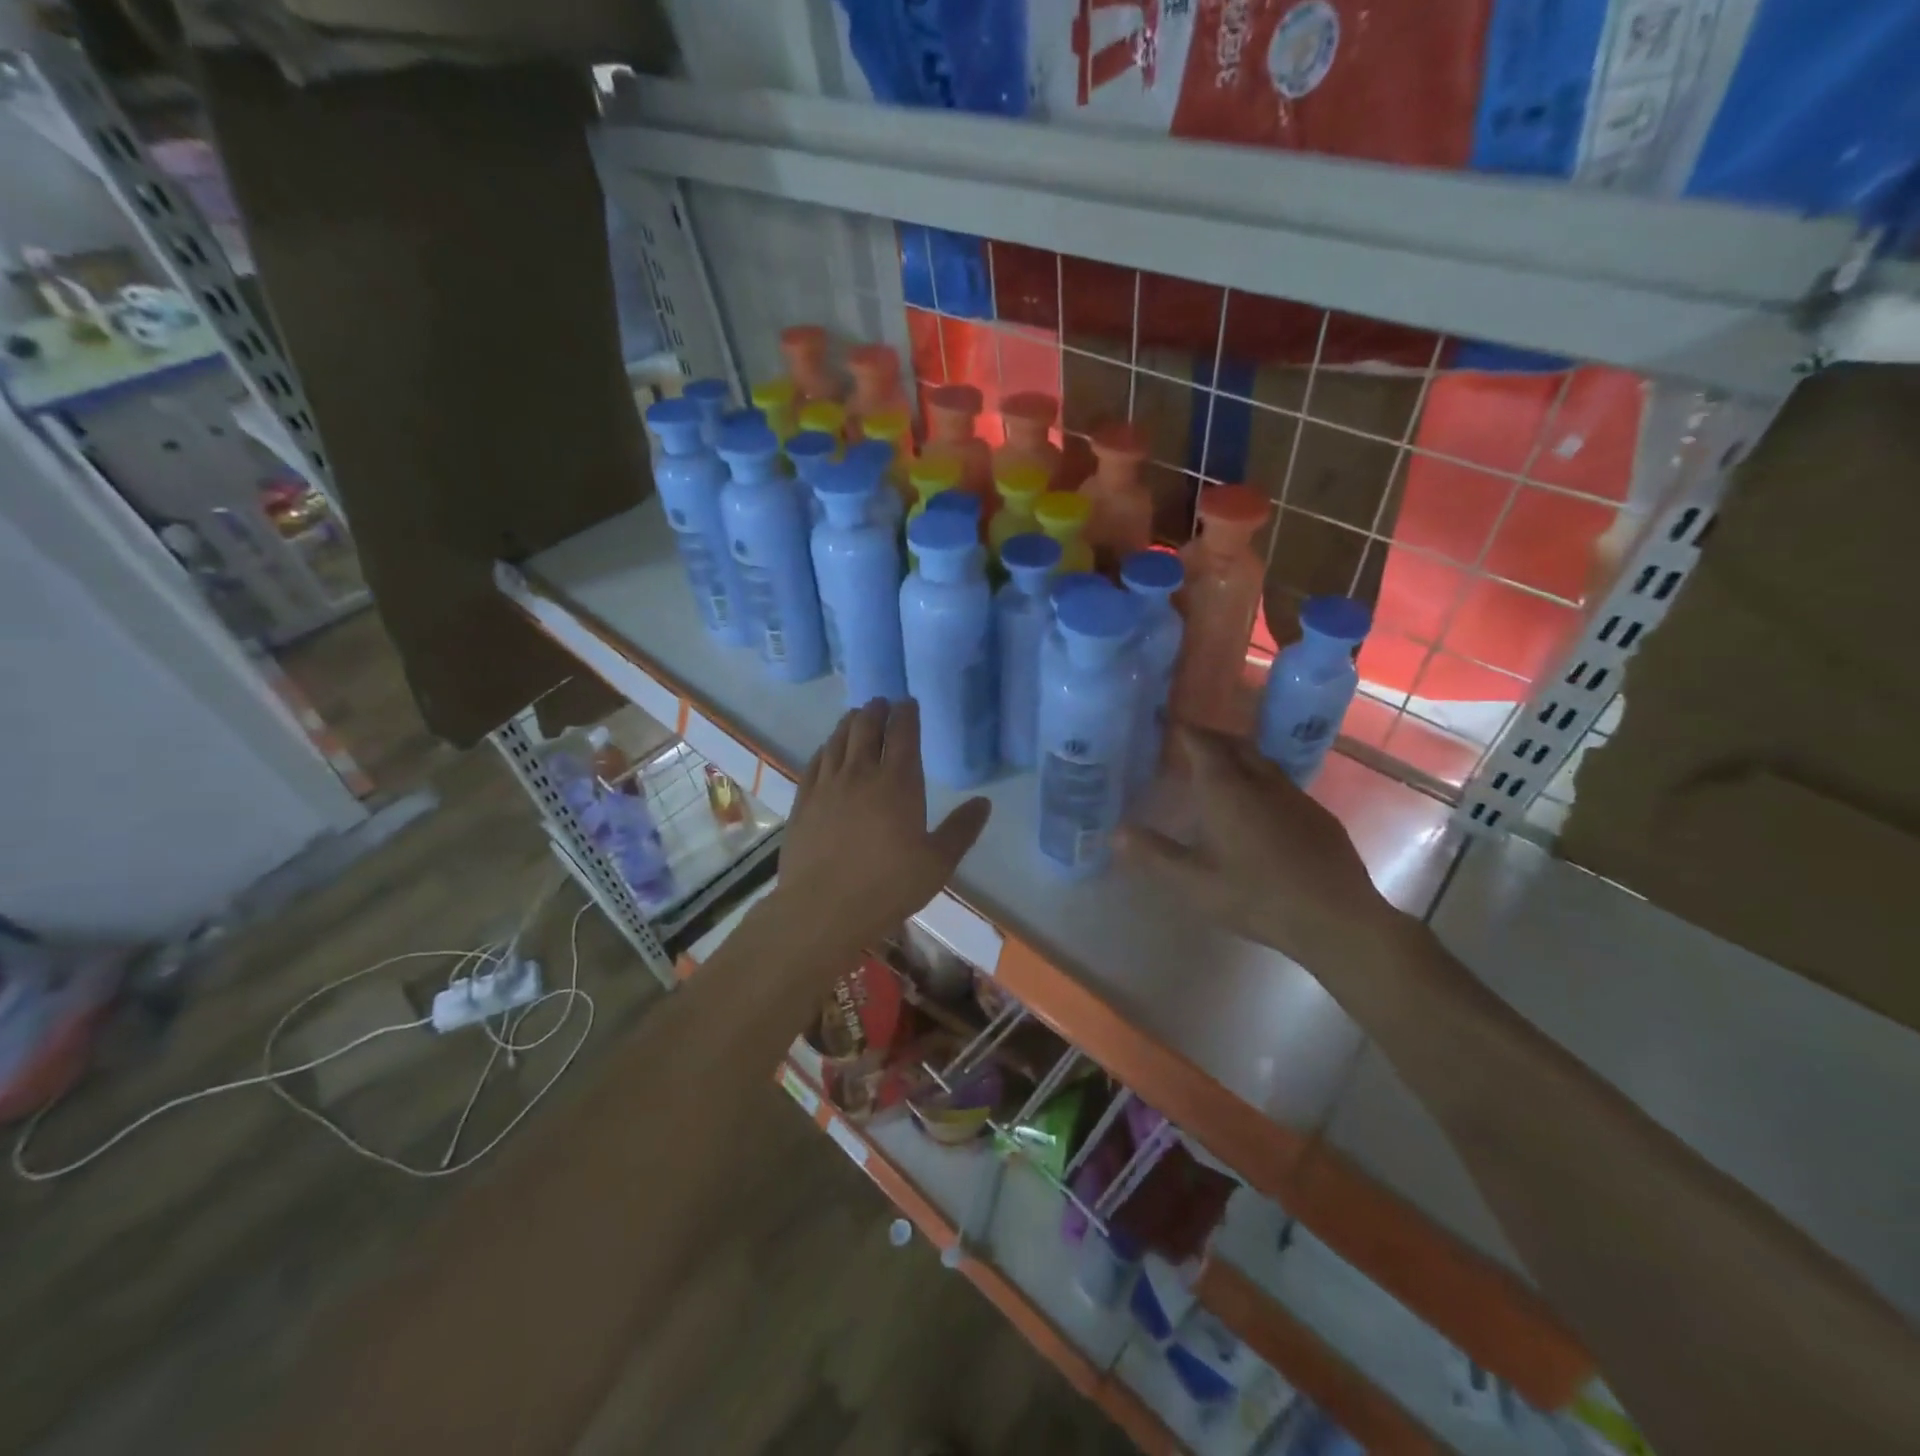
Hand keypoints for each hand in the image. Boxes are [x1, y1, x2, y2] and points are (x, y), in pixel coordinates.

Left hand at [776, 699, 991, 958]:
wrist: (822, 909)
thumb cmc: (887, 887)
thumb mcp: (937, 863)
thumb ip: (961, 830)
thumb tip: (984, 802)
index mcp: (898, 783)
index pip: (903, 734)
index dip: (907, 713)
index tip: (909, 703)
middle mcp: (861, 774)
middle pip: (867, 727)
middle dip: (876, 710)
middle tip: (882, 702)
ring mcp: (827, 785)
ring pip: (838, 740)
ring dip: (850, 722)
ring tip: (857, 716)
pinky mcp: (804, 801)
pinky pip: (815, 762)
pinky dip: (826, 748)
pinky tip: (828, 749)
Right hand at [1121, 726, 1404, 974]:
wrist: (1336, 918)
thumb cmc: (1257, 898)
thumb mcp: (1194, 883)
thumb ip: (1154, 855)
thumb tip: (1116, 832)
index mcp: (1226, 790)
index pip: (1201, 743)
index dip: (1182, 730)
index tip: (1166, 725)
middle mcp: (1261, 781)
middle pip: (1233, 744)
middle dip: (1209, 738)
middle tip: (1187, 744)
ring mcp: (1294, 795)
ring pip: (1261, 761)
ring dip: (1237, 756)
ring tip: (1218, 769)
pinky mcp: (1317, 814)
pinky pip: (1281, 783)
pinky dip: (1260, 779)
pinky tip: (1258, 806)